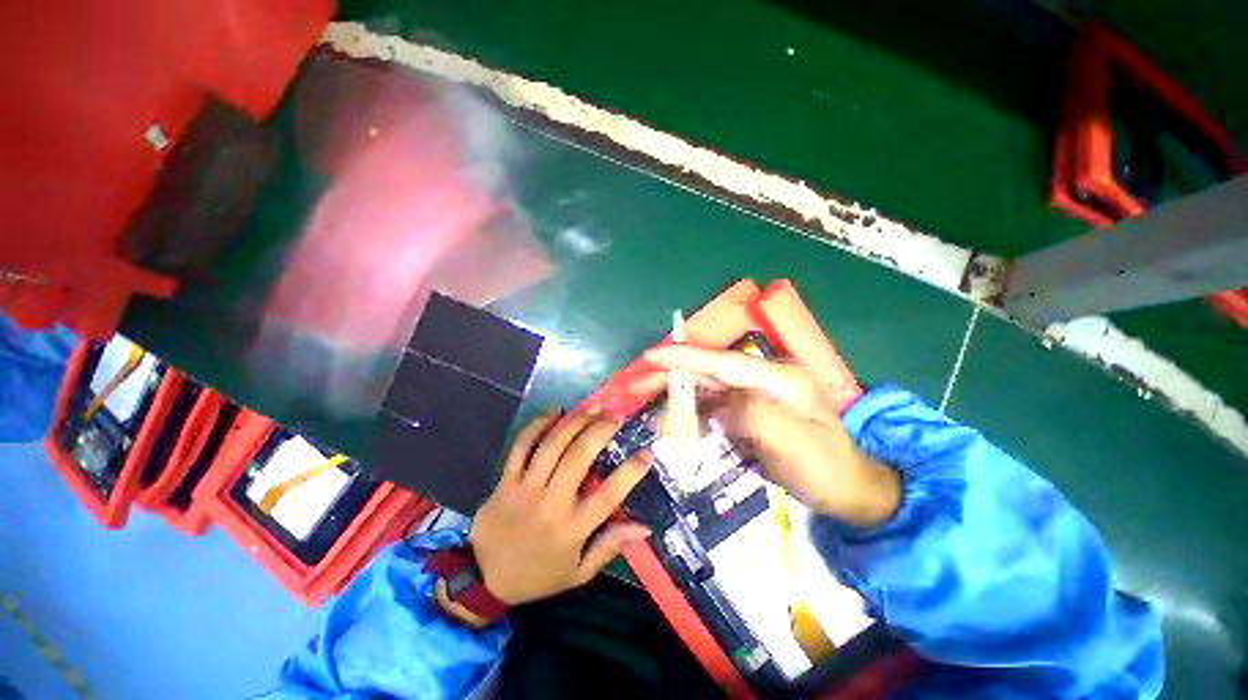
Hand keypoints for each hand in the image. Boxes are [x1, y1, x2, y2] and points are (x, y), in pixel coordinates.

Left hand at [468, 409, 651, 605]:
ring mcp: (525, 488)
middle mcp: (551, 503)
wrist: (483, 579)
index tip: (647, 452)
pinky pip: (521, 446)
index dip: (631, 472)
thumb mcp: (579, 572)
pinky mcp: (506, 480)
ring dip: (575, 421)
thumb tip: (644, 528)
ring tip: (594, 406)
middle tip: (617, 415)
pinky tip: (555, 411)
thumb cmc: (539, 575)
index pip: (608, 495)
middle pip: (579, 457)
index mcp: (572, 528)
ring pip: (552, 445)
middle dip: (601, 430)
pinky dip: (538, 425)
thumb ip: (611, 547)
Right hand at [642, 345, 899, 527]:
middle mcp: (762, 380)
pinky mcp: (749, 413)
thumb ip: (751, 415)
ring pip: (707, 390)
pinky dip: (691, 413)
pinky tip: (674, 421)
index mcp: (776, 377)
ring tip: (647, 402)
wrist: (849, 490)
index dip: (684, 358)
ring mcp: (755, 396)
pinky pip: (713, 408)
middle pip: (708, 373)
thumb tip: (716, 407)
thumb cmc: (825, 467)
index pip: (721, 362)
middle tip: (638, 383)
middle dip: (672, 376)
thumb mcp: (793, 442)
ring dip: (677, 395)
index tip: (650, 355)